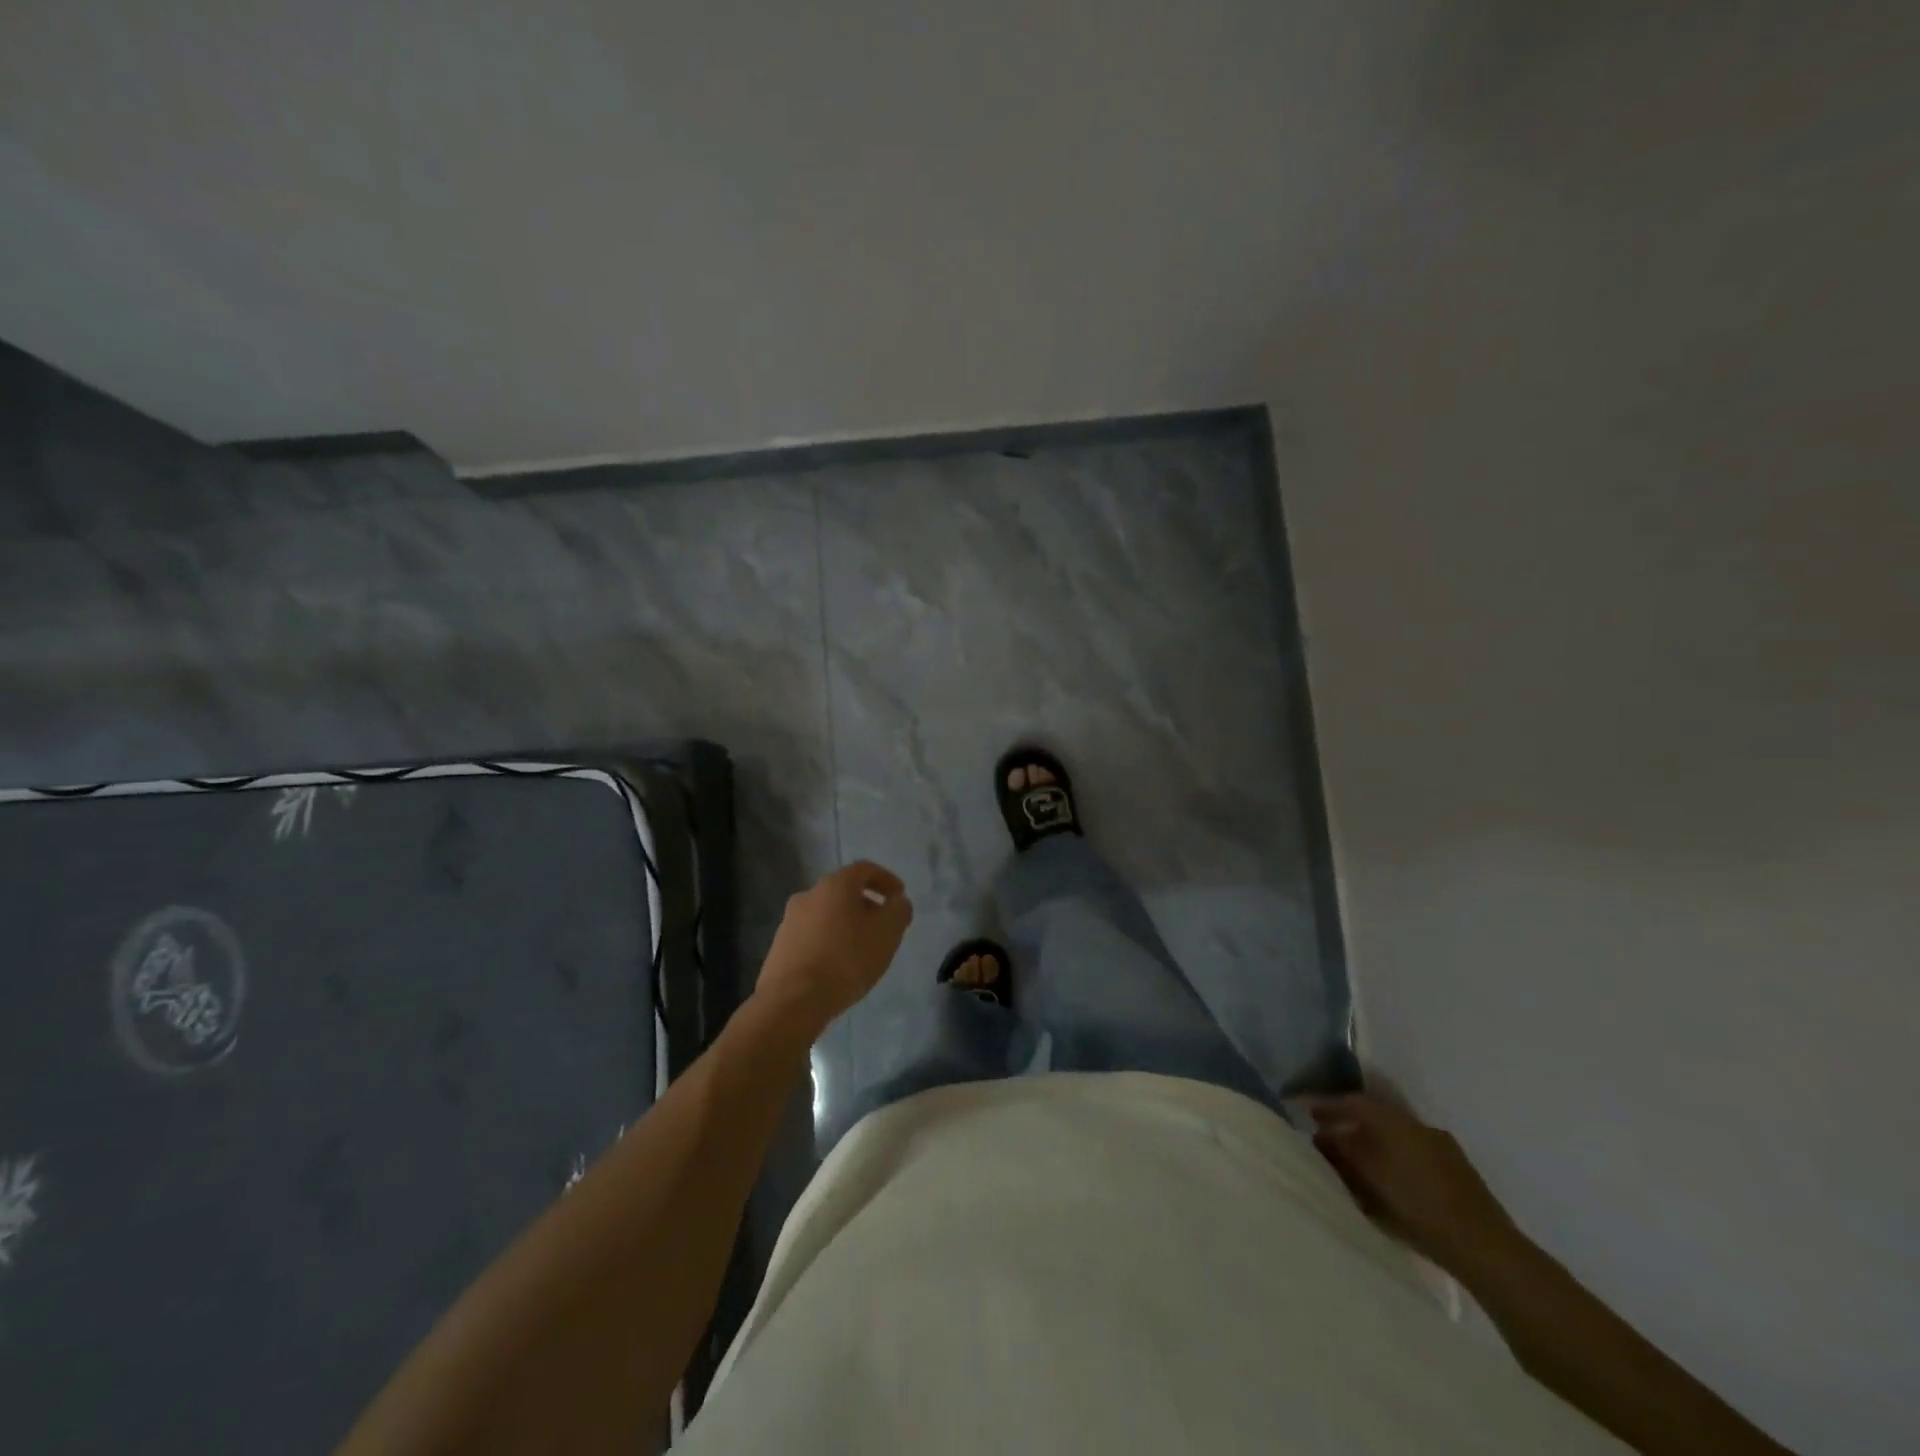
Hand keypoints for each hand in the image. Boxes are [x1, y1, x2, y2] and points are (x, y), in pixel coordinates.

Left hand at [755, 861, 912, 1029]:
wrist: (792, 1001)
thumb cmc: (846, 960)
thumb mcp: (886, 934)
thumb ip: (898, 911)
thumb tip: (898, 901)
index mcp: (835, 885)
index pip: (864, 869)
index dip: (886, 880)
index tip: (899, 896)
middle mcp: (809, 895)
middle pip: (844, 891)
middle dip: (867, 905)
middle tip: (883, 926)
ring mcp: (789, 921)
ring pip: (826, 914)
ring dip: (847, 924)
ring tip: (862, 949)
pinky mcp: (780, 946)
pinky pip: (812, 935)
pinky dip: (829, 941)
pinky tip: (838, 964)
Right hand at [1306, 1094, 1520, 1277]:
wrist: (1484, 1246)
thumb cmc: (1415, 1205)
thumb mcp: (1366, 1177)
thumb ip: (1340, 1152)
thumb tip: (1321, 1136)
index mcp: (1393, 1120)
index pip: (1352, 1102)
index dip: (1328, 1106)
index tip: (1307, 1112)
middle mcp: (1417, 1125)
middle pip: (1375, 1119)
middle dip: (1351, 1127)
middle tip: (1330, 1140)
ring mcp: (1442, 1148)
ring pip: (1397, 1138)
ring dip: (1375, 1146)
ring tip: (1358, 1164)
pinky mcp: (1458, 1173)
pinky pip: (1415, 1156)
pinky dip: (1396, 1161)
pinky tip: (1392, 1183)